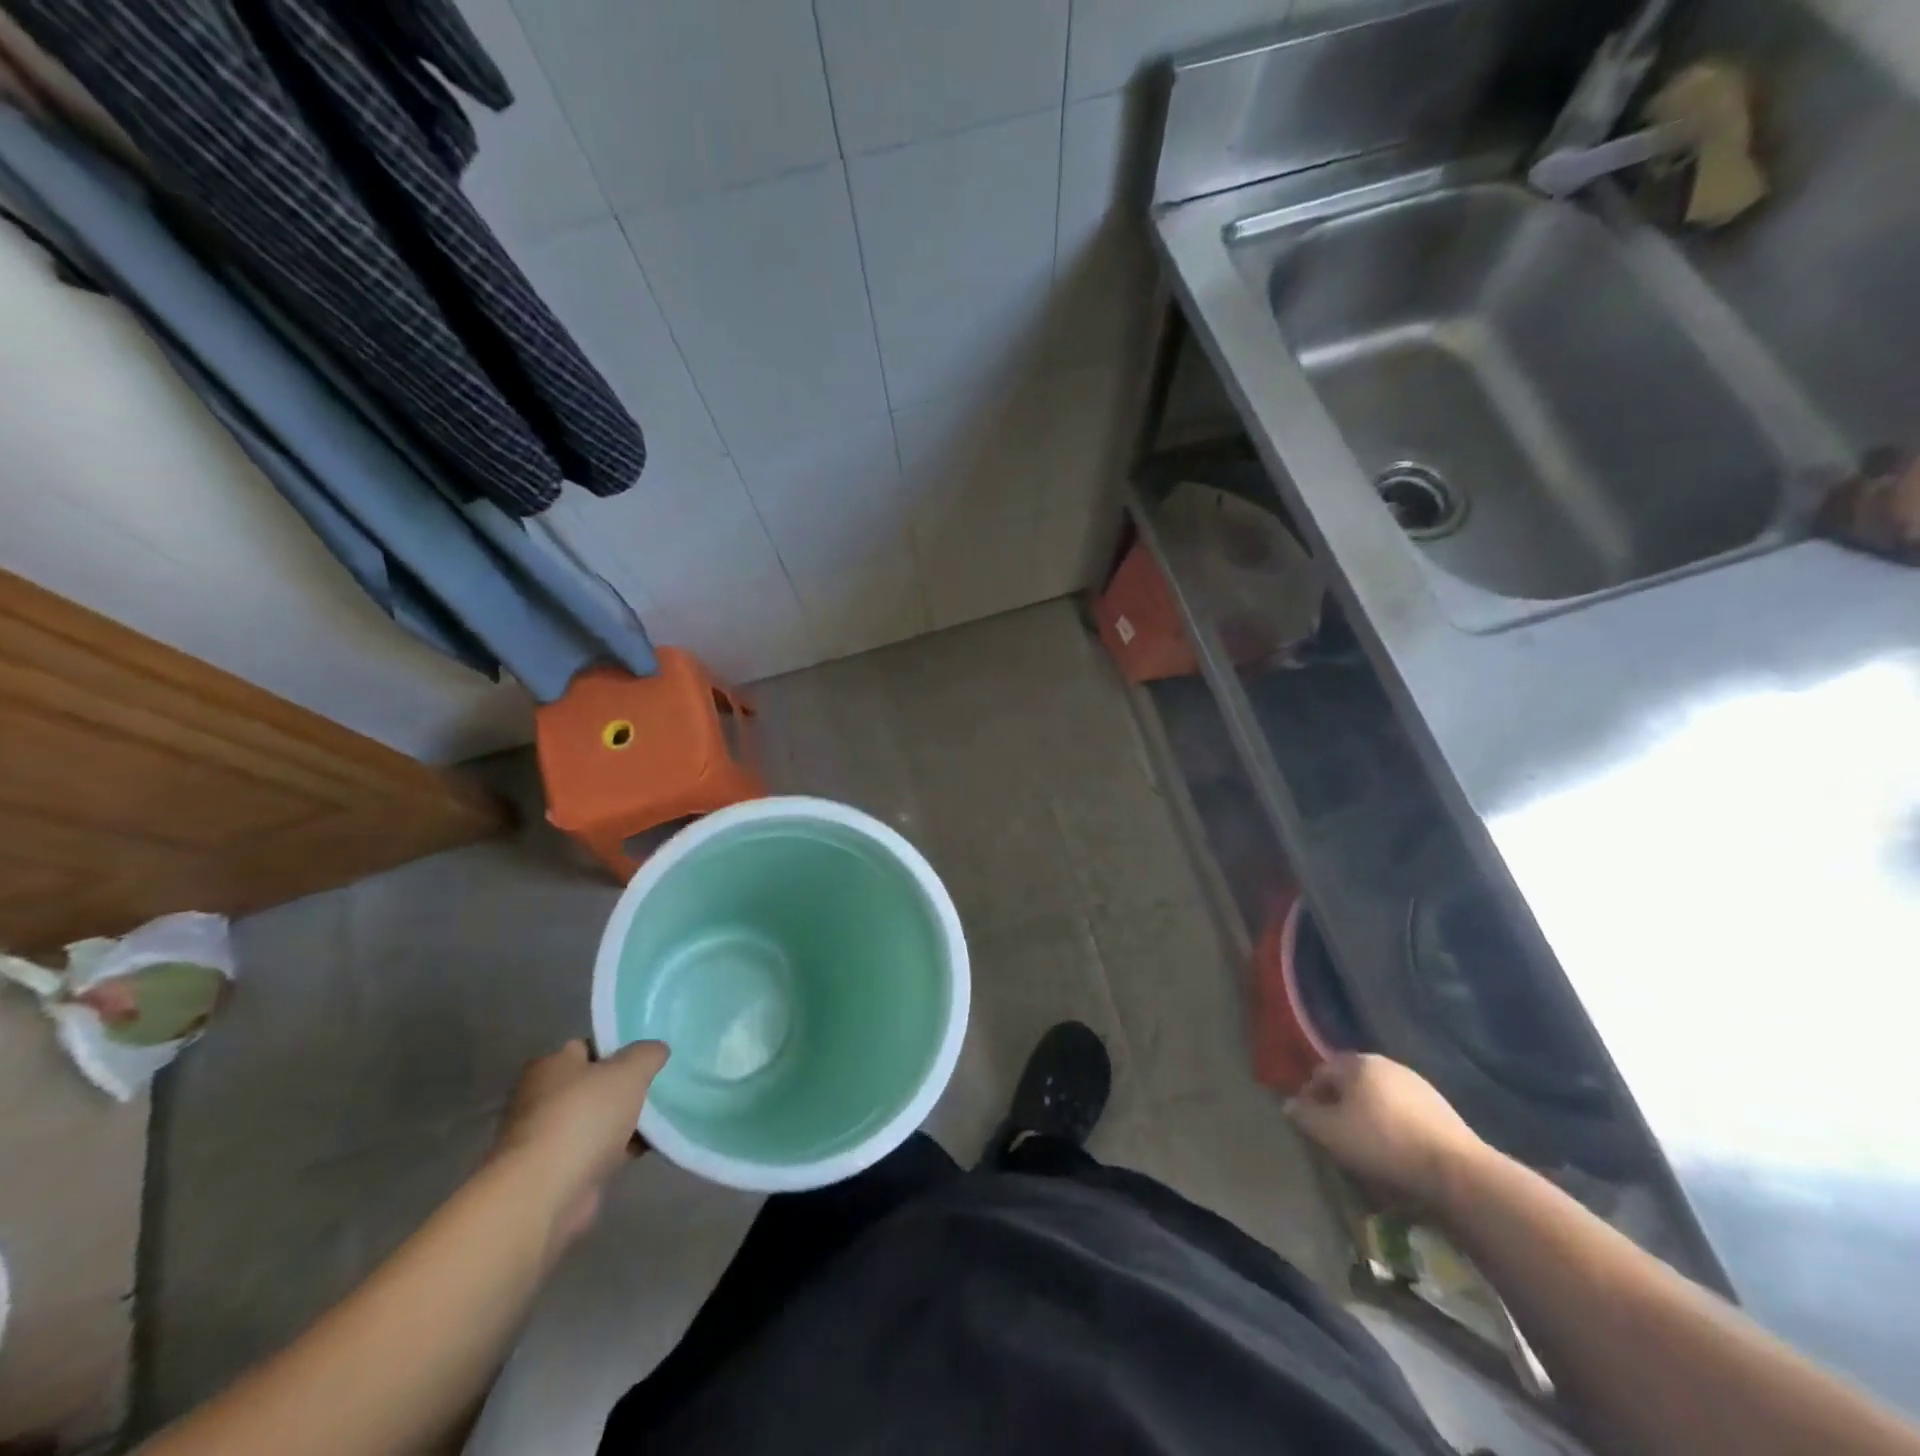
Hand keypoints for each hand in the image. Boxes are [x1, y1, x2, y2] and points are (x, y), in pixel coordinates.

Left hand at [492, 1039, 667, 1248]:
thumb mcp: (629, 1071)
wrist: (545, 1194)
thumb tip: (656, 1050)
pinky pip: (597, 1151)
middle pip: (593, 1085)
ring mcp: (547, 1138)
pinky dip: (619, 1150)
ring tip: (662, 1118)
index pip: (589, 1047)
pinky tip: (649, 1147)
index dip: (620, 1049)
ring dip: (624, 1121)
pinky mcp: (557, 1172)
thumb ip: (647, 1054)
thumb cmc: (583, 1118)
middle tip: (659, 1087)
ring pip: (597, 1120)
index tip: (648, 1059)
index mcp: (551, 1066)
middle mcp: (541, 1098)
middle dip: (624, 1088)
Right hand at [1285, 1053, 1489, 1216]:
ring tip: (1366, 1144)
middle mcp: (1384, 1063)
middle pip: (1349, 1081)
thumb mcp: (1330, 1133)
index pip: (1320, 1073)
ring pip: (1377, 1095)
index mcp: (1356, 1062)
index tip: (1311, 1125)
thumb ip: (1304, 1116)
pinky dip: (1392, 1122)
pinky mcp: (1439, 1105)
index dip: (1309, 1097)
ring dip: (1367, 1113)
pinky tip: (1396, 1147)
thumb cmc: (1382, 1144)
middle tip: (1336, 1134)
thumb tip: (1289, 1105)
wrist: (1457, 1170)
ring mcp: (1415, 1082)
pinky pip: (1402, 1109)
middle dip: (1339, 1103)